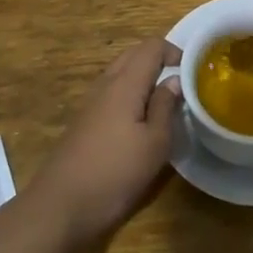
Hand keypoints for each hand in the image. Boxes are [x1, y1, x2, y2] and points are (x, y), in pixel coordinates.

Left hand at [27, 38, 180, 249]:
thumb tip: (174, 80)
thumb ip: (165, 106)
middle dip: (159, 60)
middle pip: (134, 54)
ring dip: (143, 76)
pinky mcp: (84, 120)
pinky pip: (111, 91)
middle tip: (181, 83)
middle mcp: (106, 84)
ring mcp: (91, 101)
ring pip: (121, 72)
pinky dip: (130, 93)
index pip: (152, 47)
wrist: (60, 205)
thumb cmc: (115, 173)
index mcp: (125, 83)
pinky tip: (139, 120)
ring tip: (164, 101)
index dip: (174, 52)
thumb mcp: (154, 144)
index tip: (193, 72)